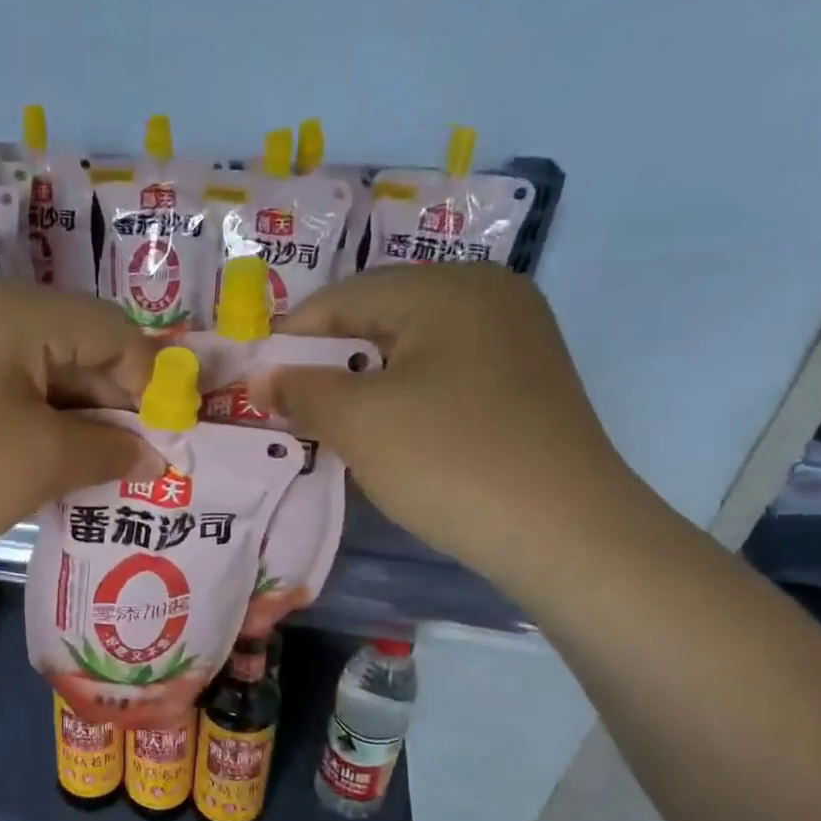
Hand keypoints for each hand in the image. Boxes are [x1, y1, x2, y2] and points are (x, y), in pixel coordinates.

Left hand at [0, 281, 158, 578]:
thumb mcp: (40, 461)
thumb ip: (109, 449)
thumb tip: (154, 454)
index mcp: (15, 310)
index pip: (112, 330)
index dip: (150, 384)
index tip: (167, 440)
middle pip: (77, 345)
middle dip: (113, 404)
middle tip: (136, 463)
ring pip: (42, 372)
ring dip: (77, 419)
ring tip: (98, 472)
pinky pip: (6, 390)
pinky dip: (37, 423)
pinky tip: (49, 465)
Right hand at [261, 265, 651, 588]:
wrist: (565, 533)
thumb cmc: (450, 460)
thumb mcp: (360, 422)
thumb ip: (301, 390)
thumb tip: (260, 379)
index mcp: (447, 287)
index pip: (343, 296)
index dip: (290, 340)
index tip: (255, 384)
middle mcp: (486, 294)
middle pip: (379, 317)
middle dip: (327, 362)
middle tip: (291, 407)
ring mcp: (513, 338)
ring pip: (410, 349)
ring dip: (362, 383)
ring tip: (331, 424)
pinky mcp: (523, 381)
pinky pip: (442, 374)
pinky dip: (403, 397)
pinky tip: (387, 433)